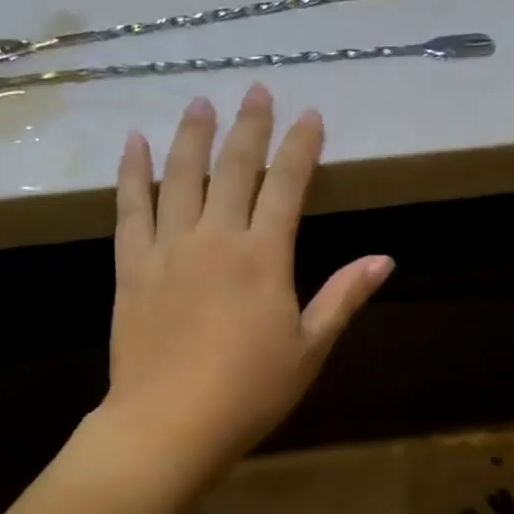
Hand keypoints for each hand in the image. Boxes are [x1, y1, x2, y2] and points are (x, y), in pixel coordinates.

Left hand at [105, 84, 392, 479]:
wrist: (169, 423)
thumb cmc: (249, 392)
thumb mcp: (309, 349)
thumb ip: (342, 297)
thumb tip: (383, 259)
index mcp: (264, 256)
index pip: (287, 185)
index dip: (300, 147)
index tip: (310, 115)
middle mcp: (216, 237)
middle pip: (234, 167)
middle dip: (249, 125)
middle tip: (256, 90)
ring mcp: (168, 248)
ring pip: (179, 176)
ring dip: (192, 135)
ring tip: (199, 102)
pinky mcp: (132, 266)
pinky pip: (130, 208)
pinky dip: (132, 173)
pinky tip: (133, 144)